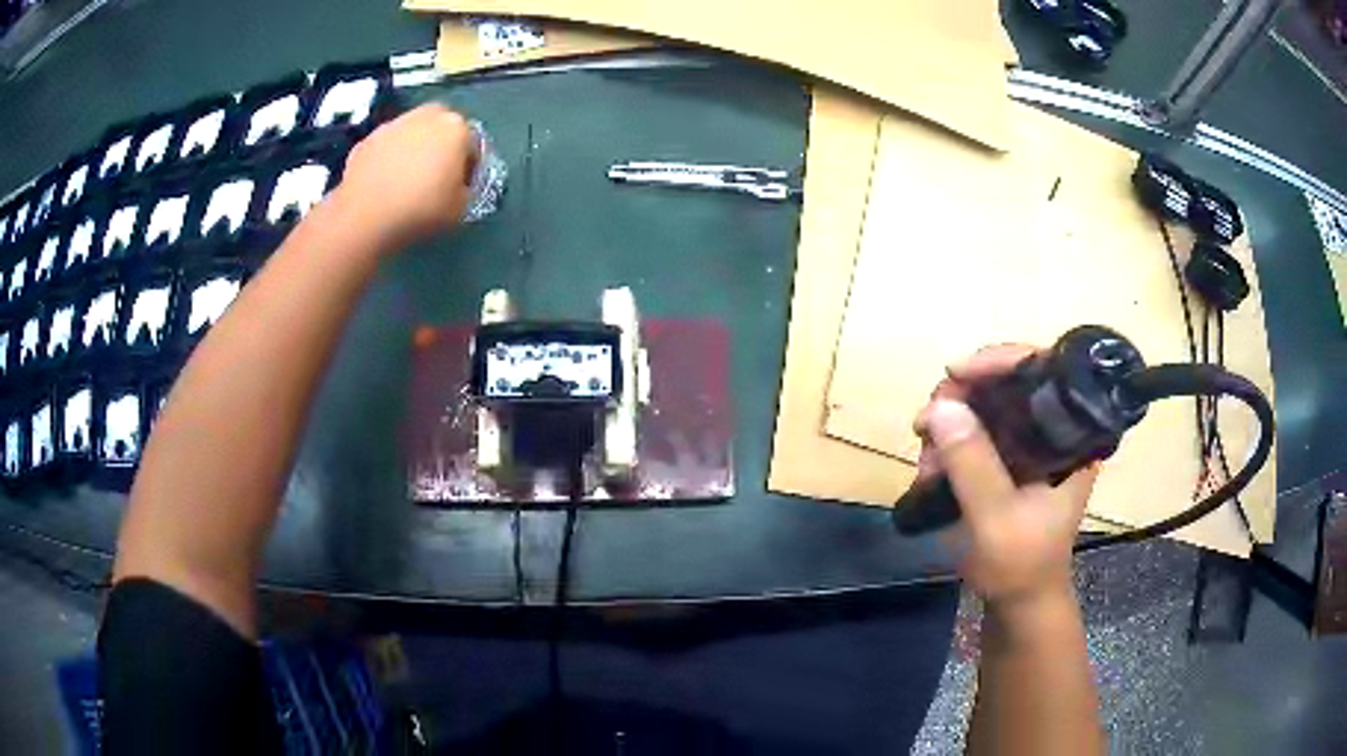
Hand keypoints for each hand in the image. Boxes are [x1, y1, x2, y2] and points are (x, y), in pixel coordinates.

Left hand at [335, 103, 478, 246]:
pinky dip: (388, 158)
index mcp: (456, 127)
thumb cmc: (421, 209)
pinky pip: (386, 147)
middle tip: (435, 174)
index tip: (460, 187)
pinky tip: (384, 183)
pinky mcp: (367, 140)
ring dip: (413, 148)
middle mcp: (425, 116)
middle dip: (441, 145)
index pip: (472, 144)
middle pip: (441, 127)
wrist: (365, 217)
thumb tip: (457, 183)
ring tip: (406, 179)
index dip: (468, 167)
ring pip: (411, 133)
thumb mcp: (461, 208)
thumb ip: (466, 188)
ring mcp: (392, 125)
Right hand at [913, 345, 1098, 610]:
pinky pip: (978, 431)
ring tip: (926, 460)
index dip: (1001, 361)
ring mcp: (1033, 444)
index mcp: (1072, 437)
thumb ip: (974, 465)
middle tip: (926, 421)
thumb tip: (941, 406)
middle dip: (963, 396)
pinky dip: (951, 441)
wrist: (1020, 602)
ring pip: (989, 405)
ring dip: (950, 423)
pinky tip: (932, 466)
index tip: (955, 373)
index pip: (1044, 370)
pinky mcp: (1012, 459)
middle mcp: (1055, 431)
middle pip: (1010, 382)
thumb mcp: (997, 519)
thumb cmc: (1020, 565)